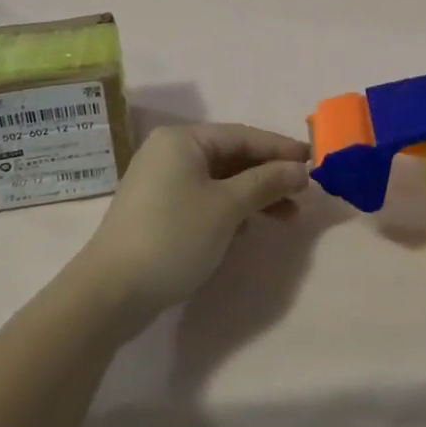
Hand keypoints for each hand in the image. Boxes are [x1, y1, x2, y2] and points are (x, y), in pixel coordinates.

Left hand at [75, 124, 310, 331]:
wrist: (112, 291)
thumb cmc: (174, 236)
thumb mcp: (227, 207)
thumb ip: (266, 182)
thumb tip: (300, 170)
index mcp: (183, 139)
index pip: (242, 135)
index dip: (280, 148)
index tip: (313, 161)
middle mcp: (170, 151)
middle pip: (231, 156)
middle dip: (268, 175)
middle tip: (303, 194)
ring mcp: (161, 181)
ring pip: (219, 180)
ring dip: (253, 195)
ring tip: (286, 217)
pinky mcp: (158, 209)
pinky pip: (204, 197)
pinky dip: (230, 208)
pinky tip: (249, 229)